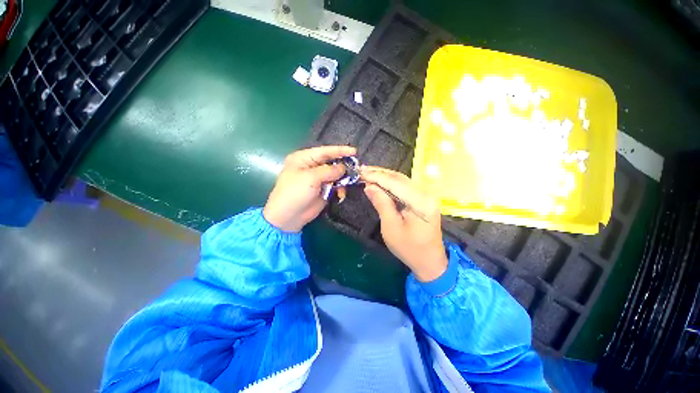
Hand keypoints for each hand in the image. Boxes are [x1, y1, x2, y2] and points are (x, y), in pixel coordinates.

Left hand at [263, 146, 355, 231]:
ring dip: (343, 178)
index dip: (339, 150)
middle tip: (356, 168)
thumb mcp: (310, 178)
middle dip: (343, 165)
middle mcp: (311, 166)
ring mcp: (318, 179)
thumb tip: (343, 168)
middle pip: (331, 162)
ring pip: (335, 174)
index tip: (354, 151)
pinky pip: (335, 185)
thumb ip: (329, 171)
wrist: (289, 217)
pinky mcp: (323, 189)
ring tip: (349, 181)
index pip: (324, 151)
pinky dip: (340, 188)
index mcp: (304, 158)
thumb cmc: (295, 192)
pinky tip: (341, 192)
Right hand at [361, 166, 447, 281]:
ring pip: (402, 179)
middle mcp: (426, 193)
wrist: (430, 261)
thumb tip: (369, 186)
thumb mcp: (391, 227)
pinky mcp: (423, 198)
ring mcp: (426, 195)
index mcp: (420, 202)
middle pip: (399, 177)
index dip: (376, 176)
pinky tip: (380, 181)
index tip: (360, 172)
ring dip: (384, 176)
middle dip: (379, 173)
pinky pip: (405, 186)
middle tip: (361, 170)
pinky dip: (391, 182)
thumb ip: (381, 203)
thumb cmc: (409, 248)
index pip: (395, 182)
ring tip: (368, 173)